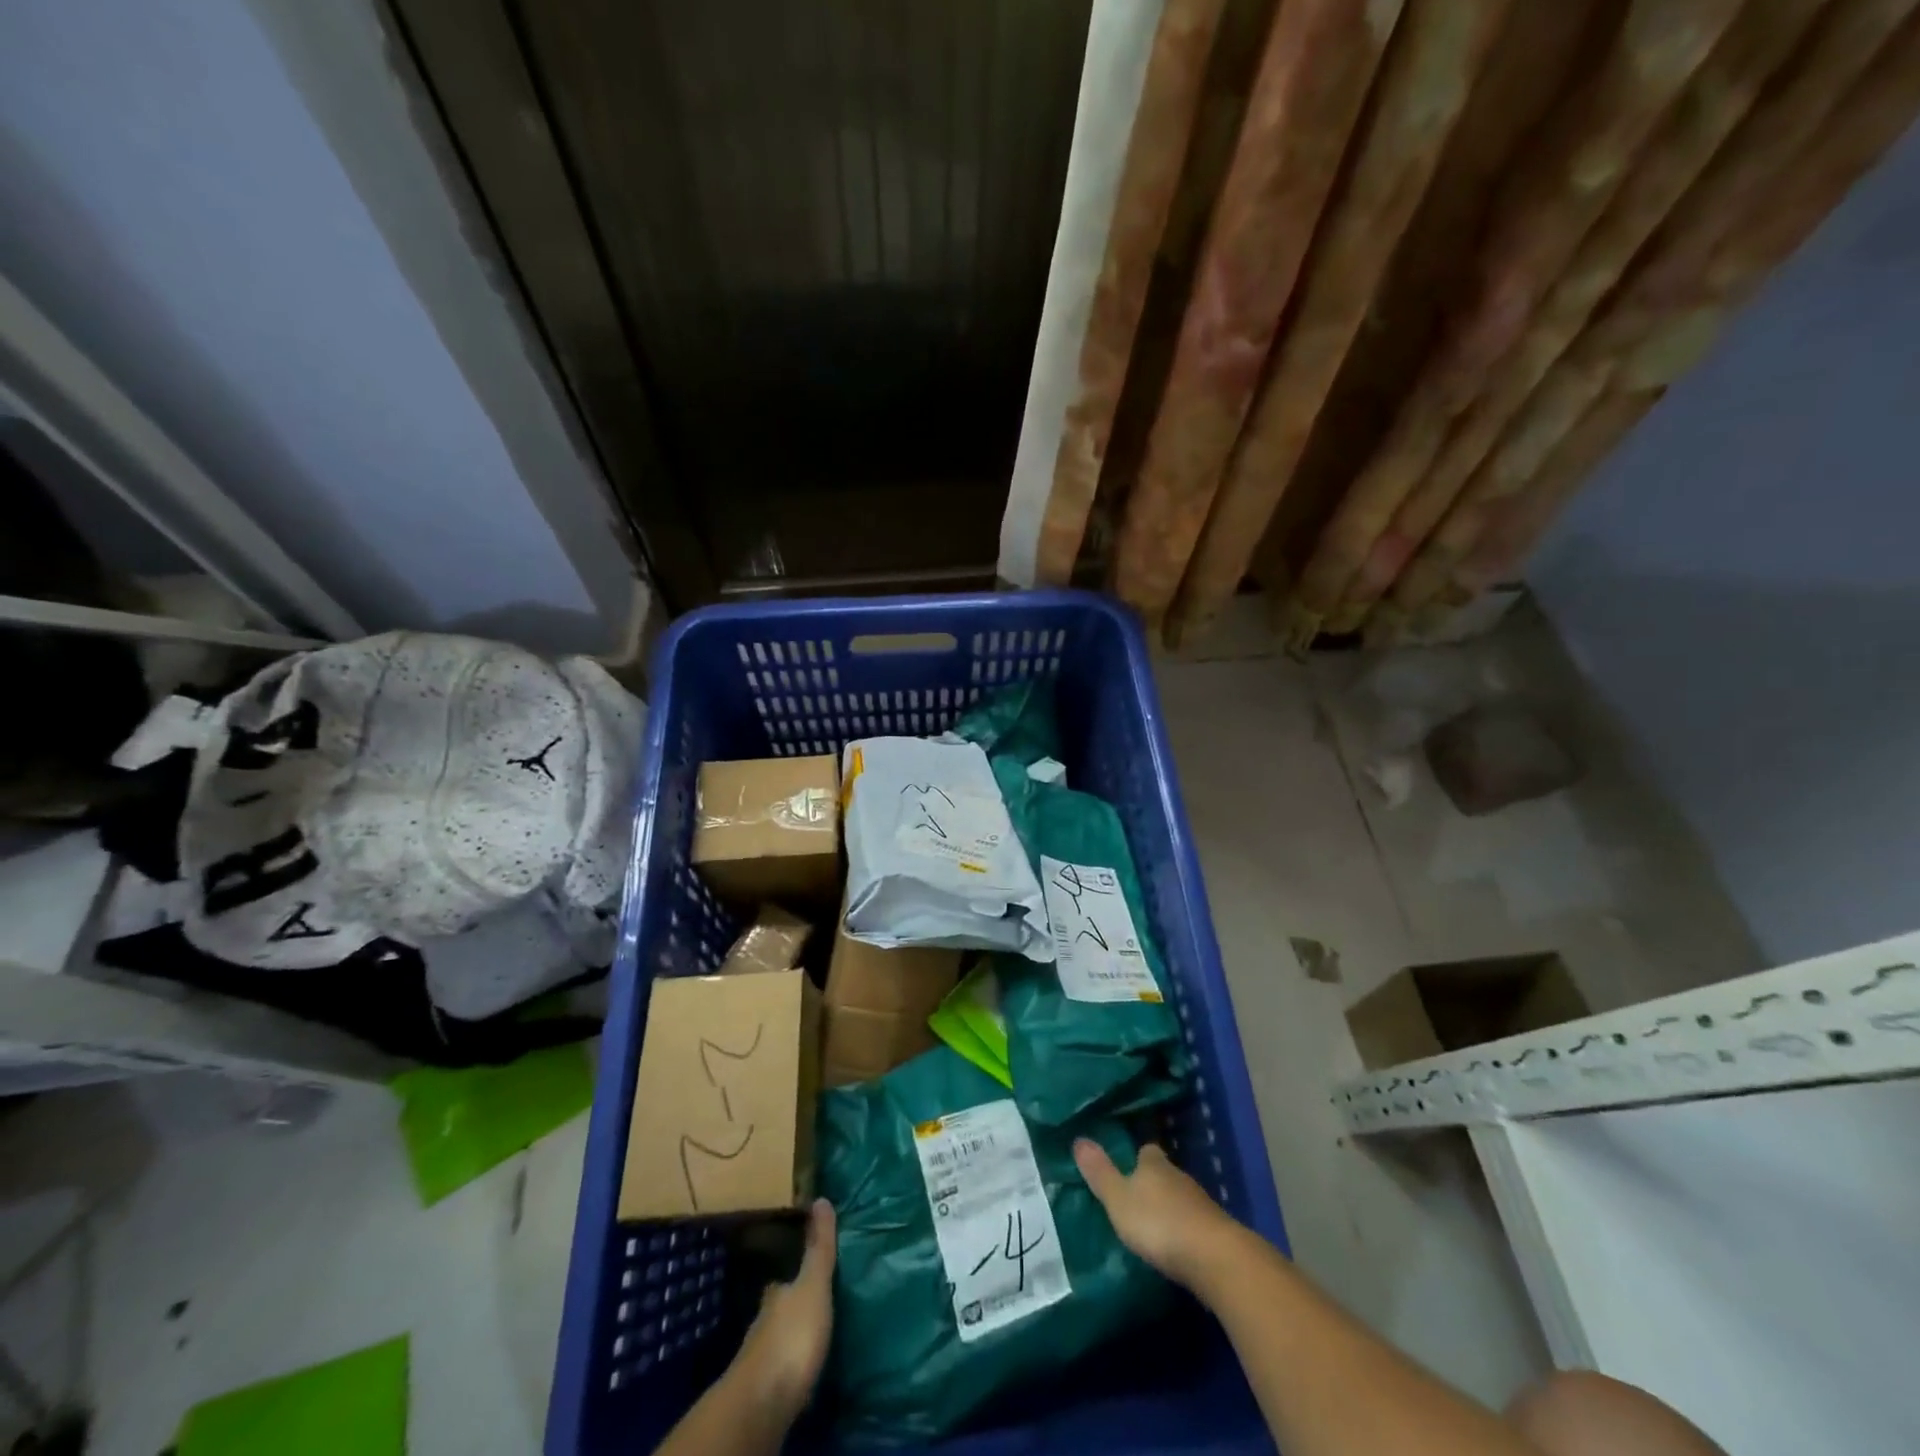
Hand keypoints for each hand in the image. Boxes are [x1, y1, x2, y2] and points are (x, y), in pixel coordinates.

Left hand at [728, 1199, 835, 1418]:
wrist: (763, 1403)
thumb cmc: (792, 1336)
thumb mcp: (813, 1285)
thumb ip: (819, 1248)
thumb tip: (821, 1198)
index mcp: (776, 1295)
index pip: (782, 1279)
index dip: (793, 1274)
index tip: (807, 1268)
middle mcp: (764, 1322)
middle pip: (780, 1308)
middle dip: (793, 1306)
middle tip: (817, 1302)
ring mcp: (761, 1359)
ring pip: (779, 1339)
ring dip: (793, 1336)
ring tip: (816, 1334)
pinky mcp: (765, 1391)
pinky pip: (782, 1369)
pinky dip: (792, 1364)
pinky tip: (805, 1368)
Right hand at [1073, 1140, 1241, 1287]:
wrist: (1215, 1258)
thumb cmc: (1159, 1222)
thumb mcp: (1119, 1199)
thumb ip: (1100, 1173)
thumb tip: (1078, 1139)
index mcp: (1155, 1164)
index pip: (1146, 1151)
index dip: (1137, 1158)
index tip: (1126, 1167)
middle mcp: (1179, 1176)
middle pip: (1164, 1174)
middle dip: (1152, 1184)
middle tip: (1134, 1199)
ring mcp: (1201, 1204)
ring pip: (1180, 1198)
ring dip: (1169, 1209)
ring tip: (1153, 1225)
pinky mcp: (1215, 1231)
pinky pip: (1194, 1223)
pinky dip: (1184, 1230)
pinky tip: (1176, 1246)